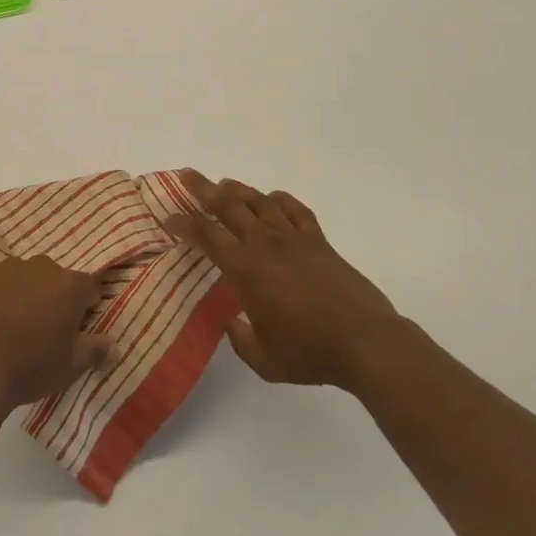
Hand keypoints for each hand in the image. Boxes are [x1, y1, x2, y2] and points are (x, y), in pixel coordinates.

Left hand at [0, 257, 116, 412]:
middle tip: (43, 328)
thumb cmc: (28, 369)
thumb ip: (95, 350)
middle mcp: (40, 267)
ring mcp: (6, 267)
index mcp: (69, 287)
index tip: (77, 327)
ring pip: (24, 276)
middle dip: (54, 297)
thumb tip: (113, 344)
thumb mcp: (69, 368)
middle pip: (55, 278)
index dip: (86, 307)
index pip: (89, 288)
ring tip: (12, 323)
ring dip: (24, 292)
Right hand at [168, 171, 403, 391]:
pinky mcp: (320, 241)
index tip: (169, 218)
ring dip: (238, 190)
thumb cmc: (309, 352)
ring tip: (223, 184)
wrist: (366, 342)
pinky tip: (272, 199)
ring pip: (260, 202)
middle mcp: (266, 244)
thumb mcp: (264, 360)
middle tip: (187, 175)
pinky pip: (295, 210)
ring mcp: (295, 239)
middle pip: (229, 205)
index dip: (184, 223)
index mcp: (246, 269)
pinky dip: (280, 200)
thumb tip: (231, 321)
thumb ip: (240, 339)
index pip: (207, 236)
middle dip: (204, 189)